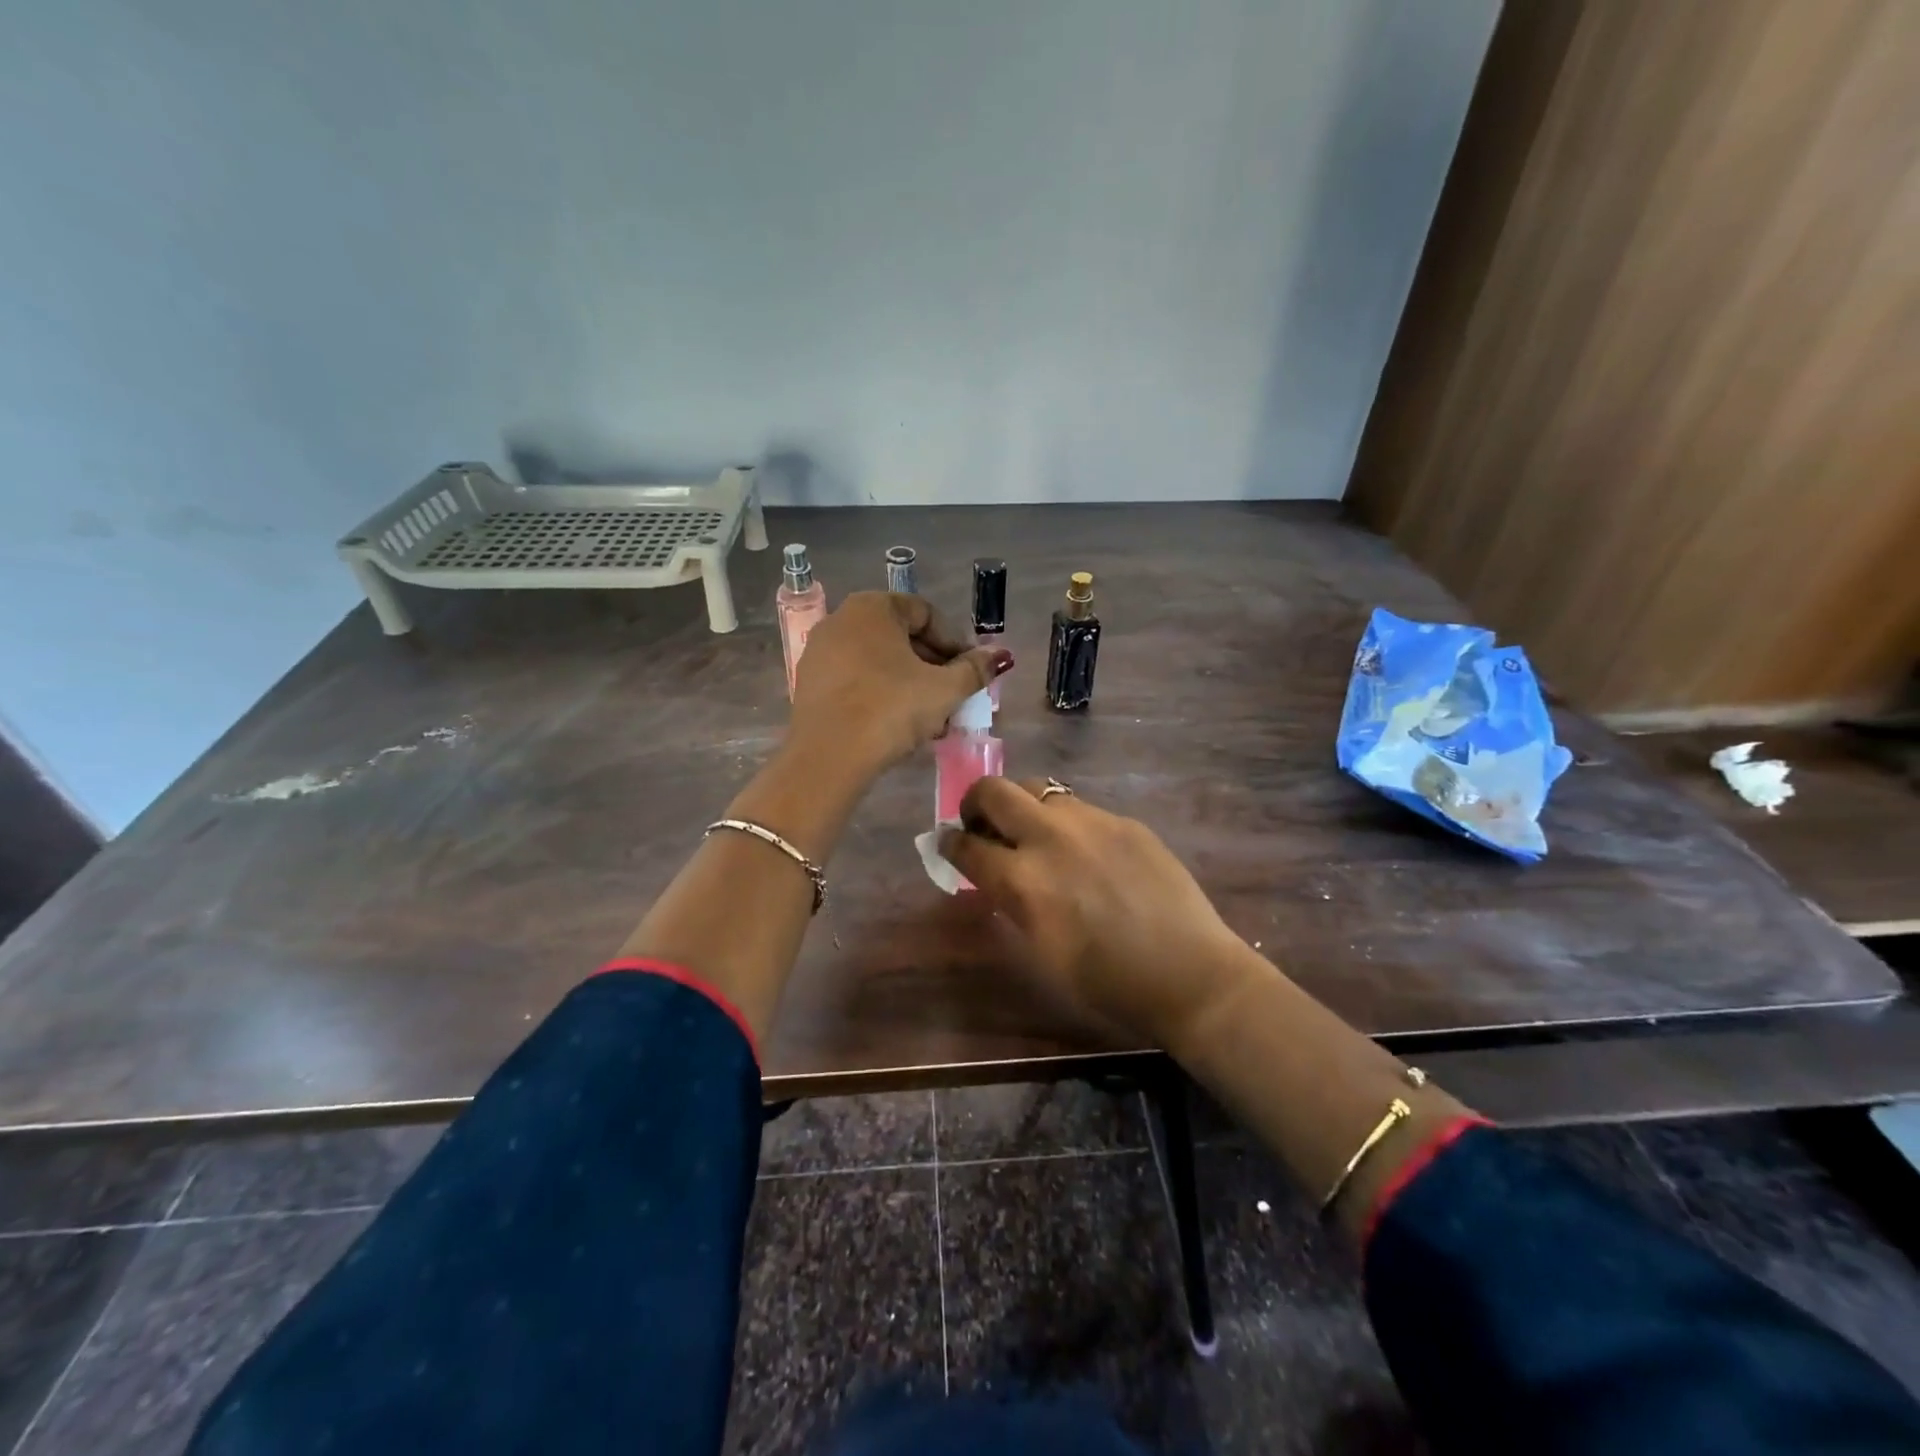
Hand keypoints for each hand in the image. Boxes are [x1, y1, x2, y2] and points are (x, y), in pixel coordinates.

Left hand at [790, 592, 1013, 775]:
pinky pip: (857, 680)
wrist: (828, 757)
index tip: (972, 672)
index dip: (956, 643)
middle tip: (956, 697)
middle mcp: (841, 619)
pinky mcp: (810, 684)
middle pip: (901, 637)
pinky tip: (900, 725)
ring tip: (933, 718)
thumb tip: (1000, 656)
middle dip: (934, 667)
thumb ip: (974, 669)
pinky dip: (882, 694)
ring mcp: (820, 652)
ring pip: (880, 662)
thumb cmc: (891, 709)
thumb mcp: (944, 690)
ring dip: (911, 685)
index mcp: (873, 607)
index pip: (927, 614)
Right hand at [939, 779, 1256, 1042]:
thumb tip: (991, 874)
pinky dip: (1066, 823)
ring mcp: (1092, 821)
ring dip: (1023, 806)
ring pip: (1039, 789)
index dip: (950, 844)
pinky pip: (1081, 808)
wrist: (1189, 973)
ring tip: (1033, 834)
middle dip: (976, 803)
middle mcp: (1051, 836)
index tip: (948, 844)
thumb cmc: (1107, 982)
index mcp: (1023, 879)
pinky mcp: (1125, 821)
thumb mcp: (1041, 950)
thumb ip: (1011, 902)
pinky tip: (1085, 852)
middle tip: (981, 824)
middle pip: (994, 791)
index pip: (967, 846)